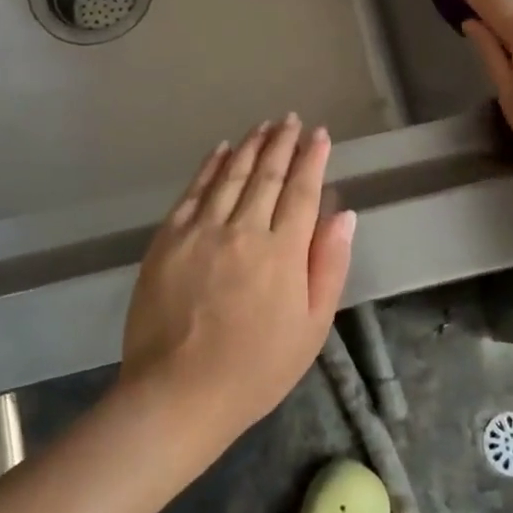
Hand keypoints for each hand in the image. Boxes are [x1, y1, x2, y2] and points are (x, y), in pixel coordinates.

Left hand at [119, 115, 355, 441]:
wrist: (177, 393)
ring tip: (264, 125)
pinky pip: (193, 191)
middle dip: (283, 143)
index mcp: (282, 252)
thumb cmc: (256, 369)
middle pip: (267, 175)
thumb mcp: (311, 327)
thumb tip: (344, 213)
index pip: (302, 191)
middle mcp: (243, 229)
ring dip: (251, 146)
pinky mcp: (168, 239)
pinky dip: (209, 166)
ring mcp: (201, 231)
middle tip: (291, 119)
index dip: (313, 159)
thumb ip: (329, 265)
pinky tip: (221, 150)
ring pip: (230, 175)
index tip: (320, 134)